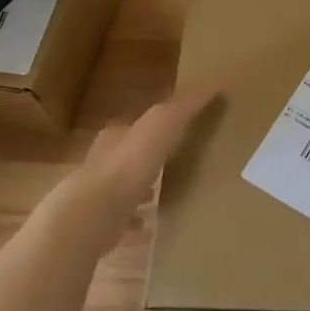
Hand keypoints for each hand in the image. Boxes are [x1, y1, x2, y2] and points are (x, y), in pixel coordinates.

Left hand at [52, 86, 217, 248]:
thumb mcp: (163, 124)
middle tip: (169, 165)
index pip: (134, 126)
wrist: (92, 214)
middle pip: (127, 157)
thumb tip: (216, 81)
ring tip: (162, 197)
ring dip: (140, 192)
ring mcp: (100, 197)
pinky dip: (135, 225)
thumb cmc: (129, 163)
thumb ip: (186, 105)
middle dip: (145, 160)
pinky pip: (122, 224)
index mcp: (117, 137)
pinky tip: (150, 229)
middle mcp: (104, 163)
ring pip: (123, 191)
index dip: (152, 127)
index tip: (173, 131)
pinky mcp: (101, 226)